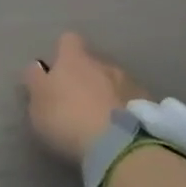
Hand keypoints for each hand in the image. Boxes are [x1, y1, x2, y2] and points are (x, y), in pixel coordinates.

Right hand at [22, 32, 150, 162]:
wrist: (119, 146)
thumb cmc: (68, 119)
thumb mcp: (37, 102)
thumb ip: (35, 81)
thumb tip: (37, 67)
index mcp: (74, 60)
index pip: (68, 40)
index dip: (62, 52)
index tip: (57, 69)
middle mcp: (104, 64)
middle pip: (94, 63)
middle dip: (87, 77)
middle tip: (77, 101)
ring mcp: (130, 84)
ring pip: (115, 82)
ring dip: (108, 94)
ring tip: (101, 119)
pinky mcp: (150, 107)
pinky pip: (132, 103)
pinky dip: (125, 111)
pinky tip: (120, 130)